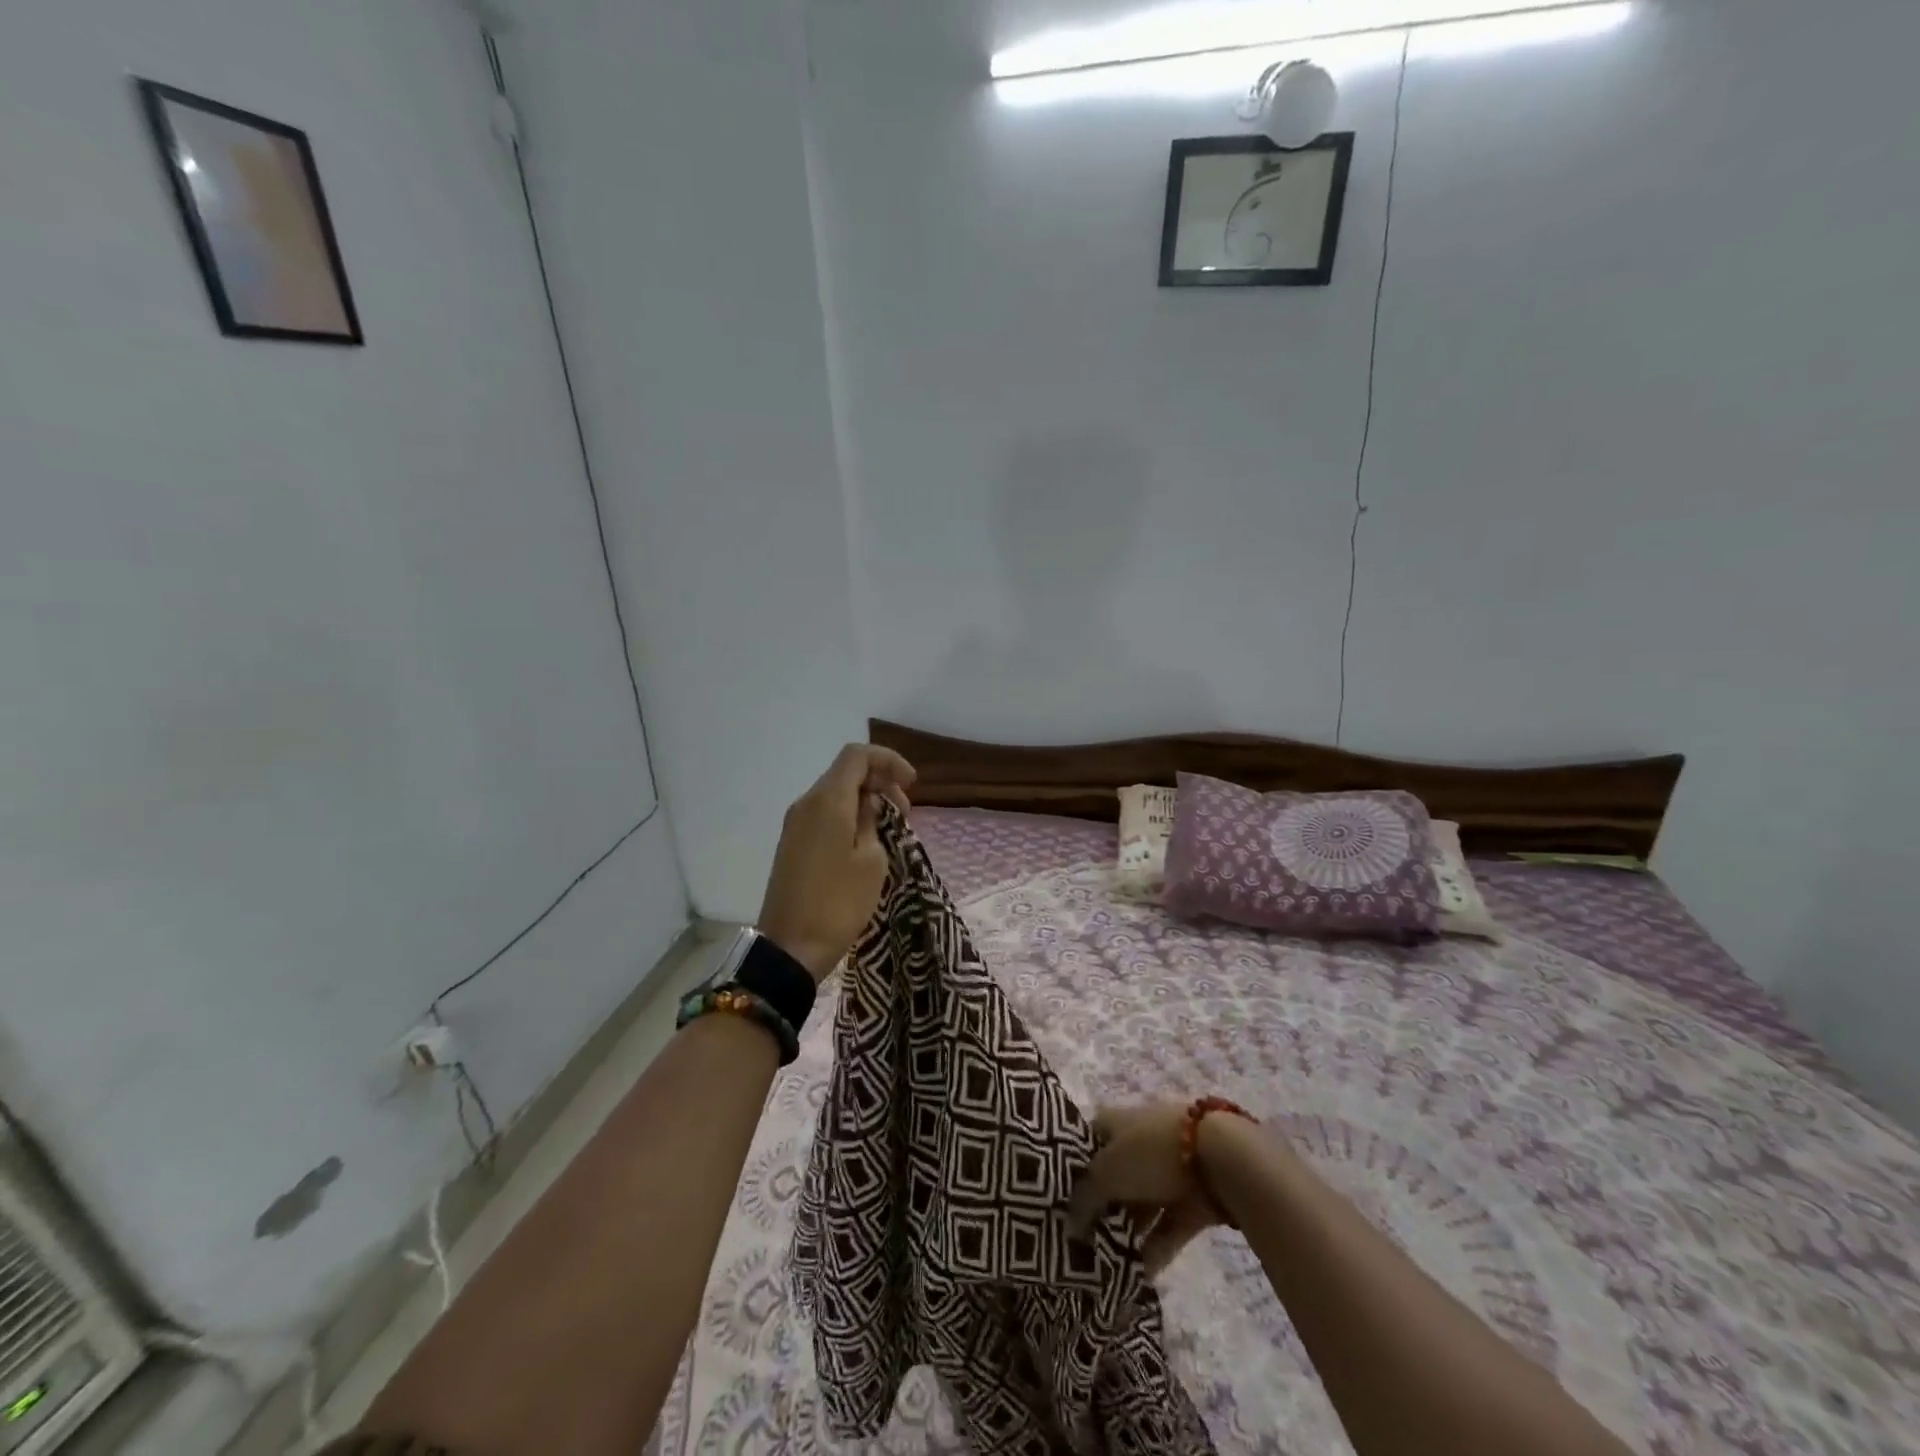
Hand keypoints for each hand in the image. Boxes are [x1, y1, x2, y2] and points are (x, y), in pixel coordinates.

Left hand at [757, 744, 915, 981]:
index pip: (857, 755)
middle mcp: (806, 803)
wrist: (791, 948)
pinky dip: (849, 816)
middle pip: (846, 773)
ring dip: (866, 801)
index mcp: (827, 800)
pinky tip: (867, 842)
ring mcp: (795, 824)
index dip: (889, 761)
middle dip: (881, 782)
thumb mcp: (871, 860)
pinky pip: (825, 815)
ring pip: (835, 794)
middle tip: (906, 813)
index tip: (912, 784)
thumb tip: (868, 803)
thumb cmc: (839, 903)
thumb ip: (872, 820)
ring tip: (891, 829)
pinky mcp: (792, 844)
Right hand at [1067, 1102, 1225, 1277]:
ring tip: (1104, 1267)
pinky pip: (1166, 1227)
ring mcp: (1166, 1170)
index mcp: (1114, 1123)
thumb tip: (1068, 1224)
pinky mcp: (1191, 1199)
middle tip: (1080, 1244)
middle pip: (1112, 1177)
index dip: (1073, 1171)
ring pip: (1139, 1204)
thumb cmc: (1151, 1153)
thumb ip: (1084, 1199)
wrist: (1219, 1158)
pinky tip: (1136, 1279)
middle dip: (1099, 1209)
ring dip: (1125, 1233)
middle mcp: (1138, 1142)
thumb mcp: (1107, 1173)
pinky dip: (1153, 1250)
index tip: (1060, 1204)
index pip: (1086, 1143)